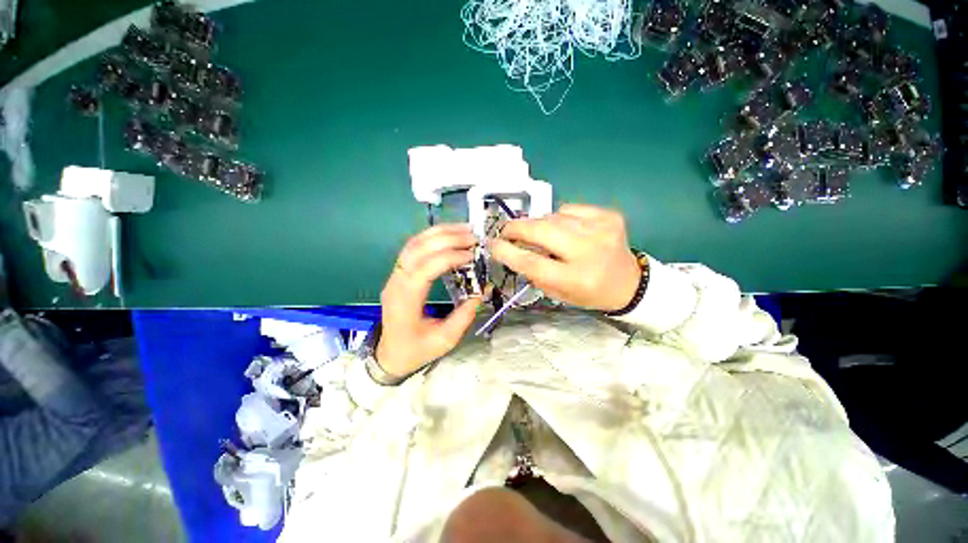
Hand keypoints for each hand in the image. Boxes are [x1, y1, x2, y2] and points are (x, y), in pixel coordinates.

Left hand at [377, 224, 485, 376]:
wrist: (389, 355)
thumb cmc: (415, 350)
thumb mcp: (444, 340)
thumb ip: (464, 316)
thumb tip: (482, 291)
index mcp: (405, 300)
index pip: (425, 268)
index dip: (449, 257)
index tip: (472, 255)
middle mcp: (396, 281)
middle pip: (418, 249)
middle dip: (447, 238)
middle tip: (473, 236)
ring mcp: (395, 275)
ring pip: (414, 243)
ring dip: (439, 232)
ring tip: (464, 229)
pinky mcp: (399, 273)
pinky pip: (413, 247)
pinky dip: (431, 237)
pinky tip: (448, 234)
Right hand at [489, 204, 640, 311]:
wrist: (629, 282)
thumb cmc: (589, 293)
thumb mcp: (558, 293)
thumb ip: (534, 272)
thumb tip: (514, 248)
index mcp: (575, 279)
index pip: (532, 262)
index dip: (507, 251)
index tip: (492, 244)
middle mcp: (588, 252)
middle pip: (540, 231)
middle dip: (516, 228)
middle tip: (506, 231)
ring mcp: (600, 230)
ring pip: (552, 217)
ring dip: (537, 224)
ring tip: (537, 234)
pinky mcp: (608, 216)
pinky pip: (568, 209)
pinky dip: (559, 218)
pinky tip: (565, 229)